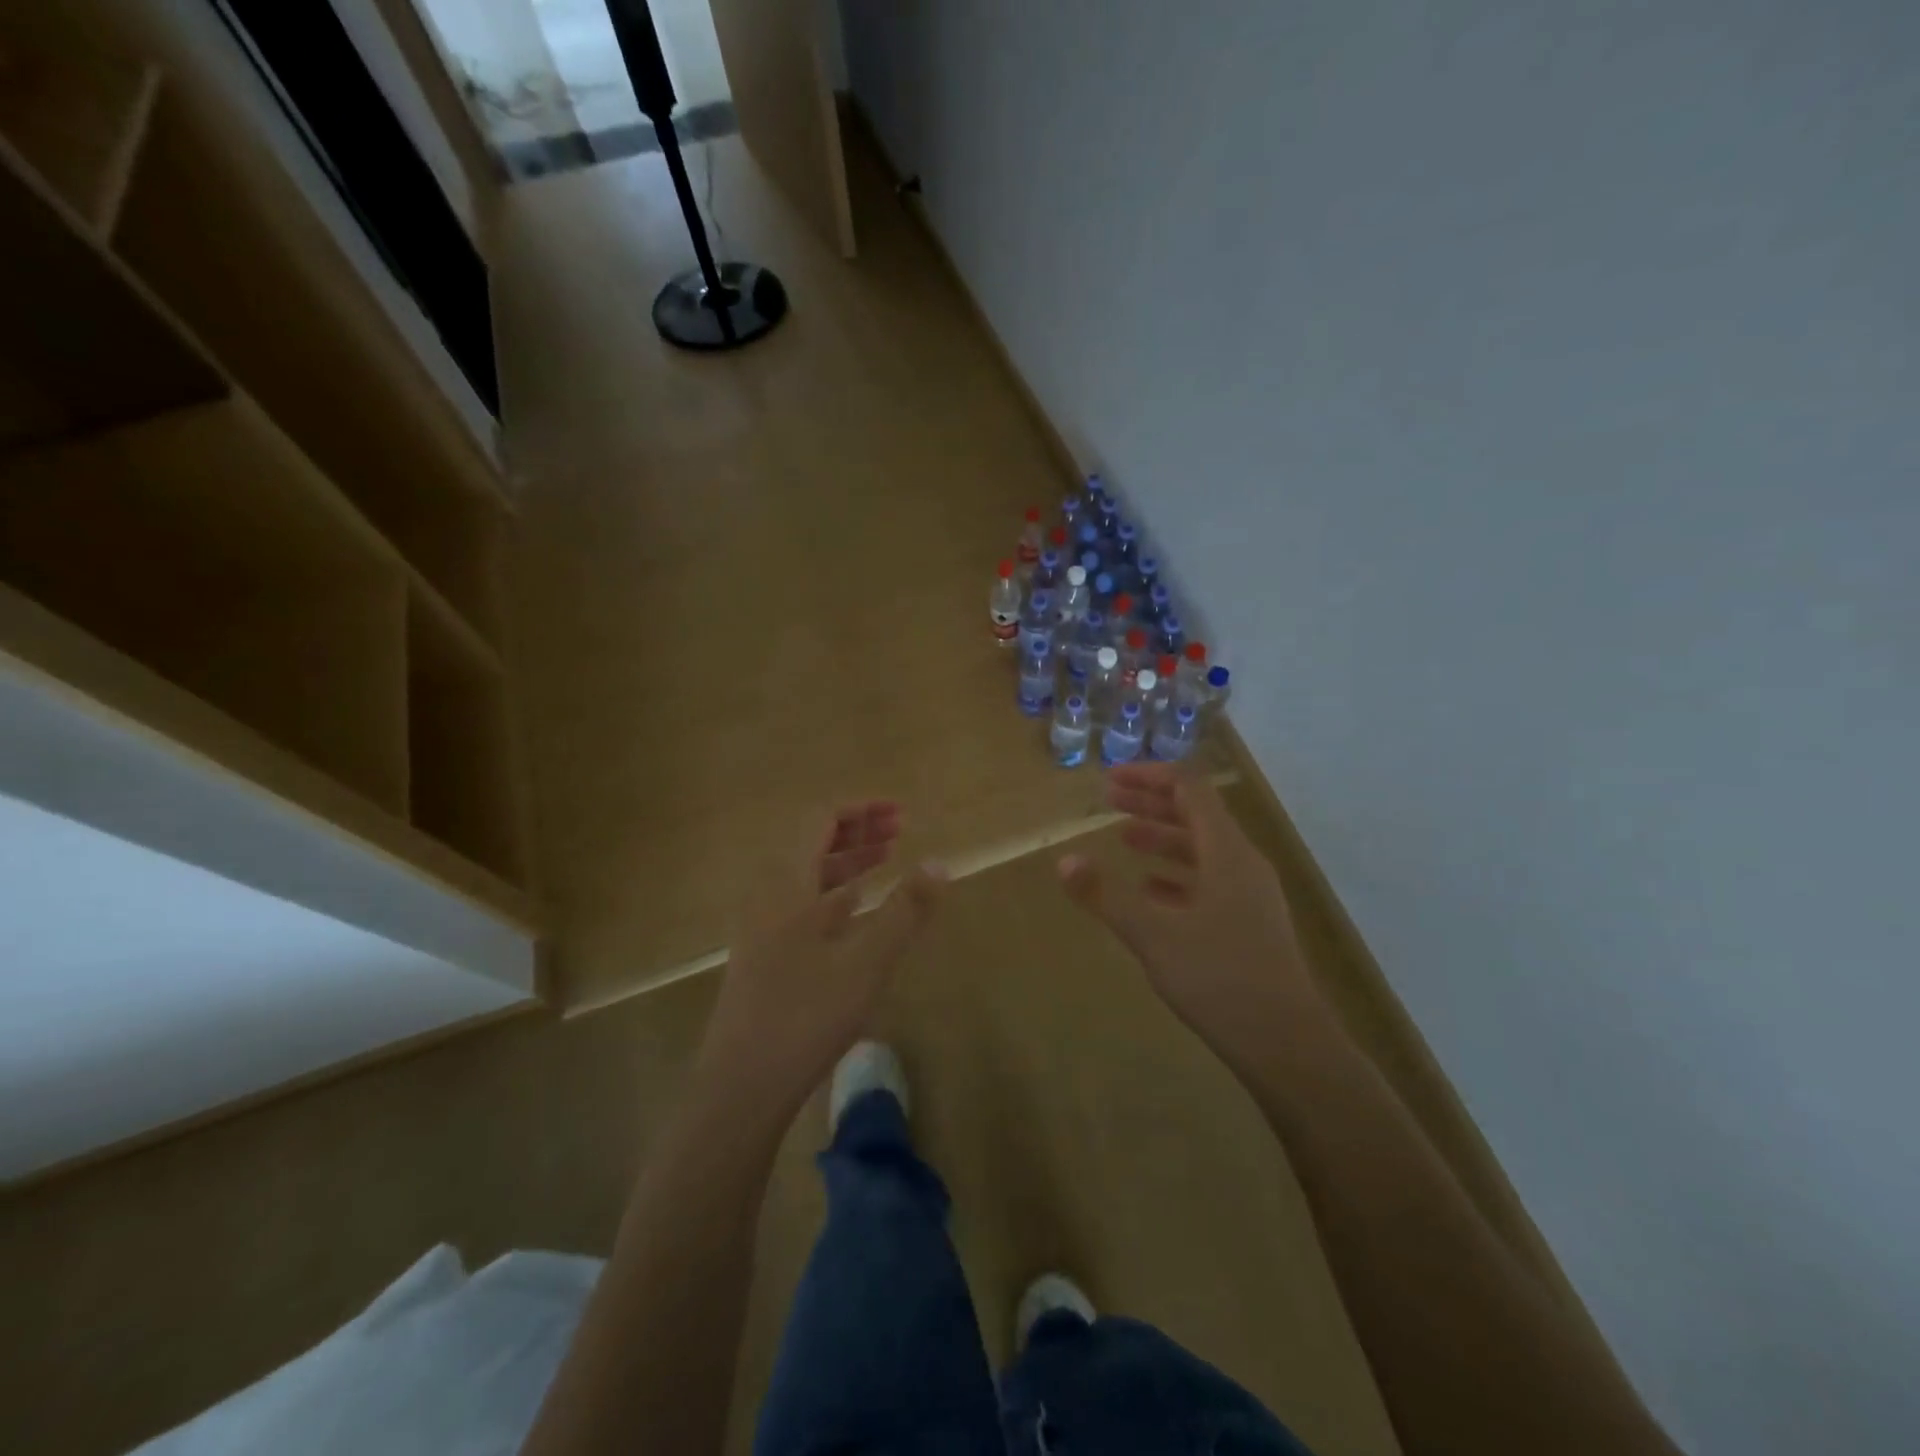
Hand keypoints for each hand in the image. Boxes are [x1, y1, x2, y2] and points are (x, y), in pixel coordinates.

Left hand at [699, 802, 944, 1115]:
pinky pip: (802, 906)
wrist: (740, 1087)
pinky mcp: (764, 957)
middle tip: (899, 829)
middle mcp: (769, 896)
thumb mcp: (866, 962)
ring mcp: (763, 928)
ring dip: (847, 863)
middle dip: (857, 831)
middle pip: (812, 844)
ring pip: (808, 877)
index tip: (899, 812)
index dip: (860, 810)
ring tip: (886, 860)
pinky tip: (856, 911)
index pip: (820, 820)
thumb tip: (940, 863)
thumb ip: (905, 910)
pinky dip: (834, 895)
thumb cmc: (804, 1016)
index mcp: (787, 884)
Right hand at [1059, 764, 1323, 1062]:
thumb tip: (1064, 861)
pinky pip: (1209, 882)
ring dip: (1162, 838)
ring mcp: (1250, 895)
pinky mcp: (1250, 924)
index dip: (1149, 776)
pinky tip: (1151, 890)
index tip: (1110, 779)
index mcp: (1227, 852)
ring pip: (1202, 850)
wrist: (1287, 1045)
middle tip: (1109, 800)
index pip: (1189, 789)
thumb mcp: (1153, 935)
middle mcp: (1243, 864)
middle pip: (1195, 815)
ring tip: (1124, 839)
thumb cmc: (1220, 978)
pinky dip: (1176, 875)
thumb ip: (1106, 896)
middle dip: (1151, 803)